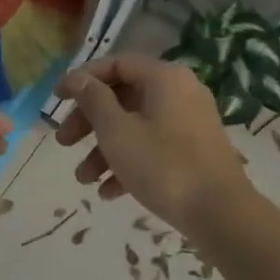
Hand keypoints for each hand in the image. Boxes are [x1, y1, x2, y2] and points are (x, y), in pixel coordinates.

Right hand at [54, 54, 251, 228]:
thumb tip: (78, 79)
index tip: (56, 99)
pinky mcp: (195, 151)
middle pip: (124, 97)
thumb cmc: (164, 166)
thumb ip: (94, 100)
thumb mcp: (117, 132)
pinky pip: (154, 147)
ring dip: (105, 150)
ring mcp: (190, 122)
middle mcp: (180, 92)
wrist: (222, 215)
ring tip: (83, 179)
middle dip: (89, 122)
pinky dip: (129, 163)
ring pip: (136, 126)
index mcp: (164, 77)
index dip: (82, 80)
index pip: (116, 64)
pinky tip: (108, 192)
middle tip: (64, 142)